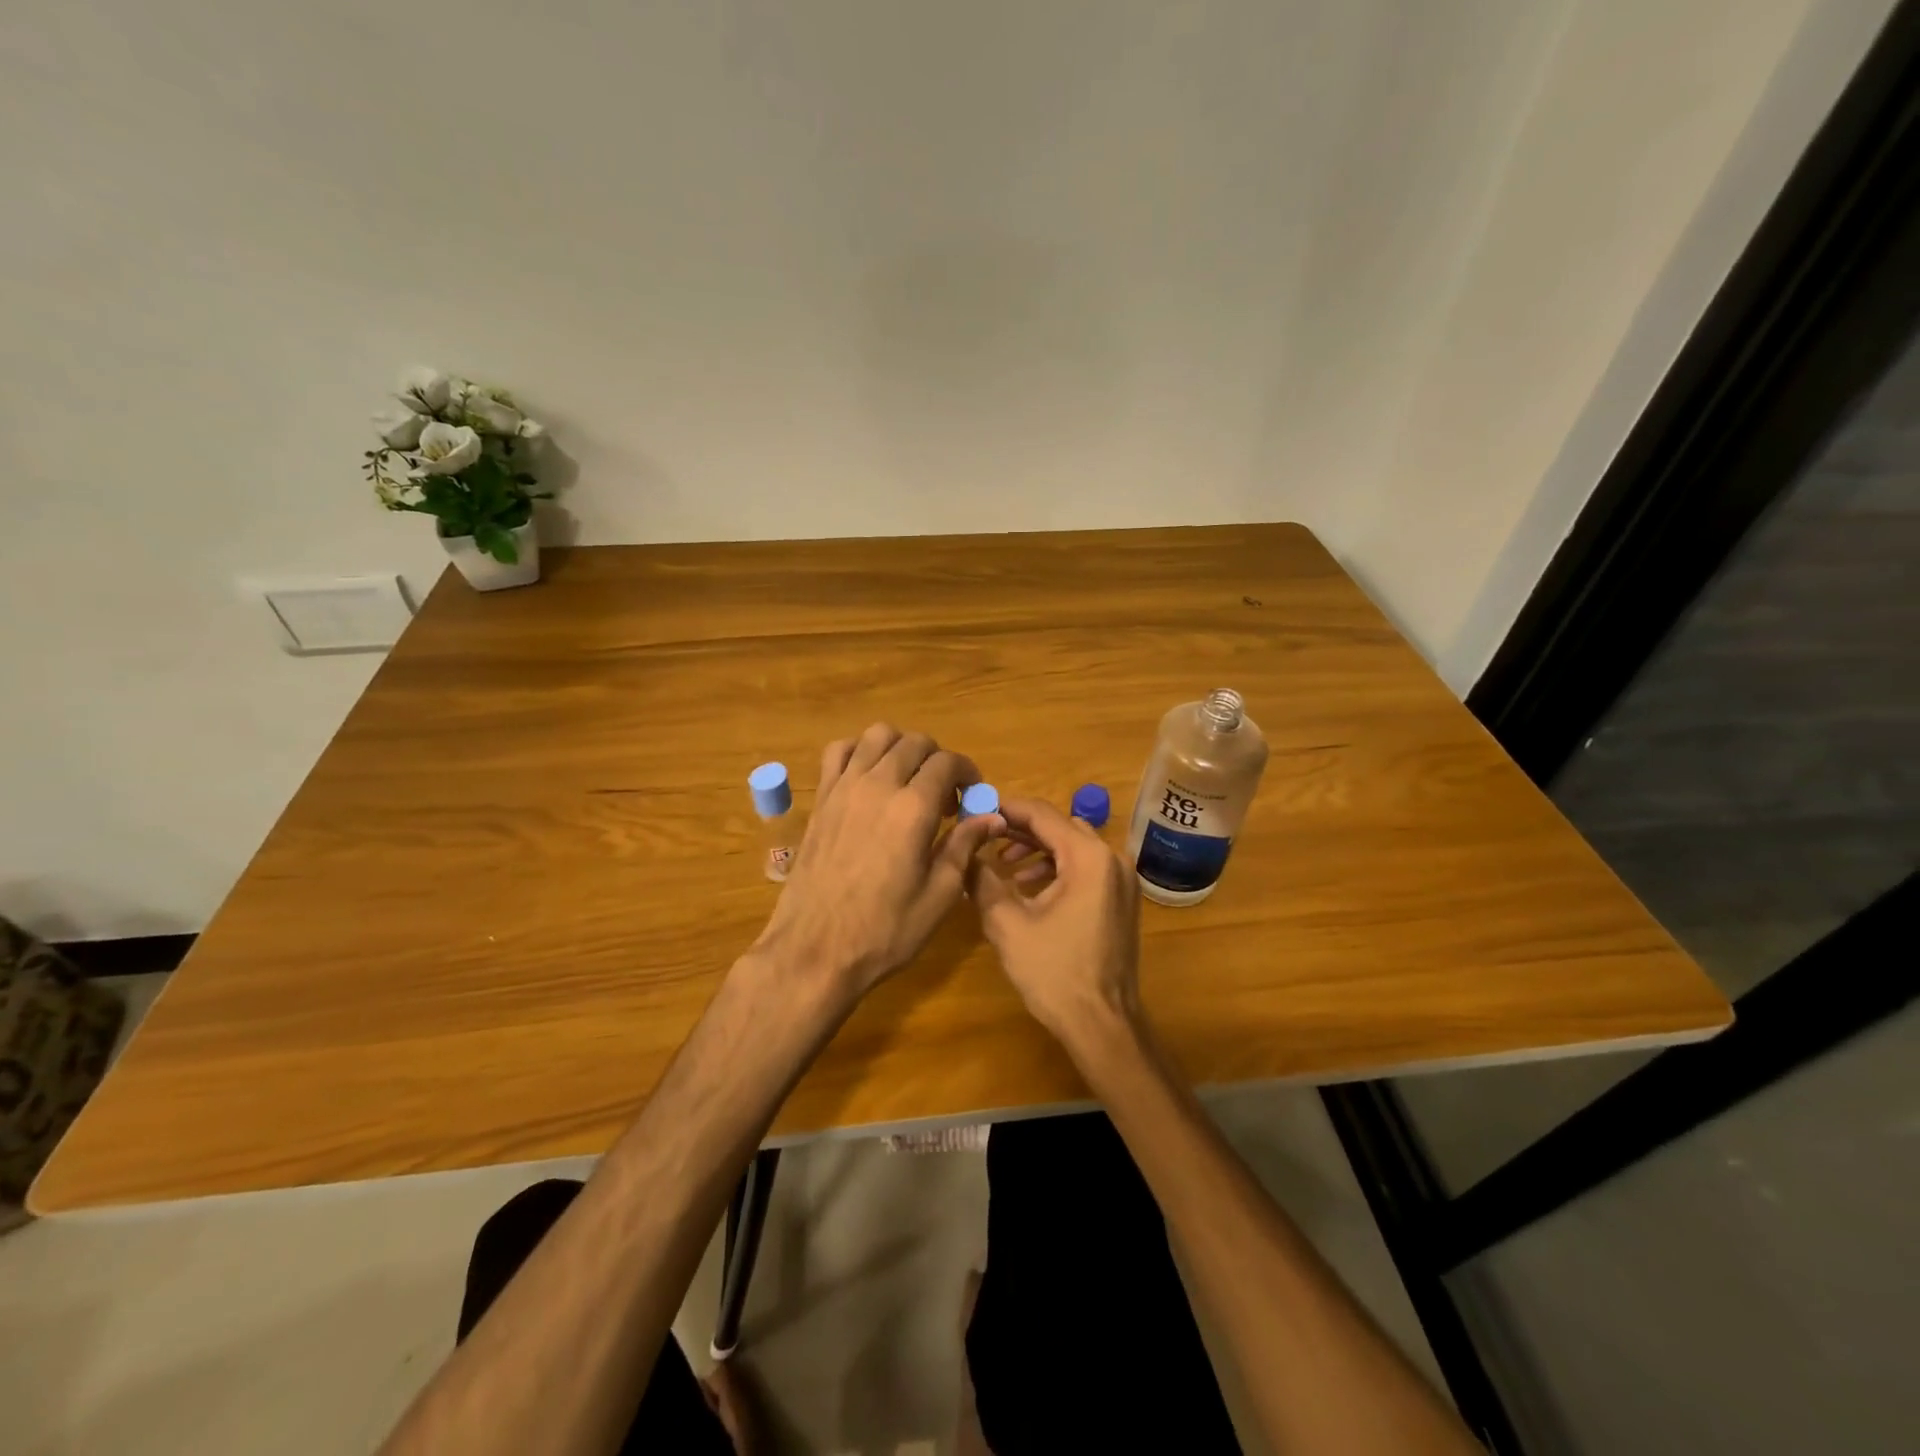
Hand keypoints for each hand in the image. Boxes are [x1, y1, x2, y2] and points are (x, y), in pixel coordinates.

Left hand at [752, 724, 1001, 996]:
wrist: (815, 950)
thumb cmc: (885, 931)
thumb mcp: (939, 895)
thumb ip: (964, 846)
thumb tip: (992, 816)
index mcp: (913, 808)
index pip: (948, 763)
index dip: (968, 773)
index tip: (973, 797)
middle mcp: (878, 784)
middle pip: (915, 743)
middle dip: (938, 761)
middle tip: (945, 798)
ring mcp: (844, 787)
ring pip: (878, 735)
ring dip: (901, 748)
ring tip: (909, 781)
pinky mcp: (821, 798)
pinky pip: (839, 751)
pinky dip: (860, 751)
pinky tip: (869, 778)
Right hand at [968, 797, 1142, 1052]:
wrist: (1102, 1024)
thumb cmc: (1054, 972)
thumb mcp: (1007, 924)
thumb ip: (982, 881)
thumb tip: (963, 854)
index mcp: (1088, 858)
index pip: (1043, 815)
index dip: (1007, 809)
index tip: (977, 808)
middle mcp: (1112, 860)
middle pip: (1061, 827)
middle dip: (1021, 830)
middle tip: (985, 836)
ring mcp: (1121, 881)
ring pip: (1074, 848)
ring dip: (1038, 850)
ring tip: (1003, 866)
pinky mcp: (1121, 901)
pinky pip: (1086, 869)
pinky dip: (1057, 869)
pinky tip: (1029, 889)